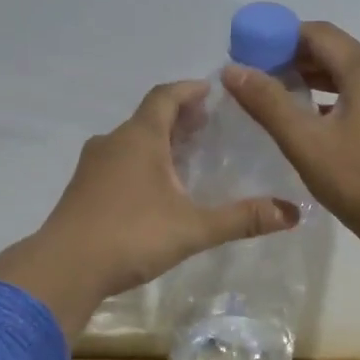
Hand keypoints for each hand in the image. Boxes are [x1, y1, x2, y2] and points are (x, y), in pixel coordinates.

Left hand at [0, 81, 300, 335]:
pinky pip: (117, 163)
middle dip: (178, 117)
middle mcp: (112, 142)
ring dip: (157, 141)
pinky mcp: (81, 190)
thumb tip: (294, 212)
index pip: (165, 96)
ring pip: (130, 141)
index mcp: (139, 138)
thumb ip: (242, 219)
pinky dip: (139, 163)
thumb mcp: (194, 228)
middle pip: (148, 117)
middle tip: (207, 125)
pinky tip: (153, 190)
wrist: (64, 268)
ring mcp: (92, 167)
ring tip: (184, 156)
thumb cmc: (131, 236)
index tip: (211, 90)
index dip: (189, 90)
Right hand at [223, 22, 359, 255]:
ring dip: (318, 81)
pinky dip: (341, 99)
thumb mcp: (306, 143)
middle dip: (297, 61)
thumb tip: (233, 70)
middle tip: (260, 81)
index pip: (317, 34)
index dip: (279, 39)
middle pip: (337, 52)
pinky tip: (321, 122)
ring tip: (284, 99)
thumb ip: (267, 103)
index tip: (250, 57)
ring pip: (354, 76)